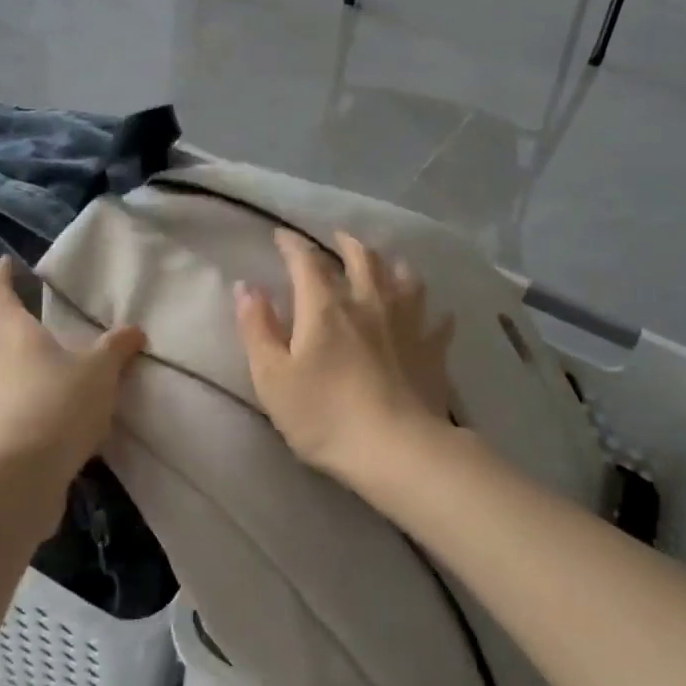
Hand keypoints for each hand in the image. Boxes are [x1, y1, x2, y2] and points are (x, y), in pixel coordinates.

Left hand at [0, 257, 145, 479]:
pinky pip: (30, 417)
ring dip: (46, 379)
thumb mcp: (99, 371)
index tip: (7, 262)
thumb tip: (133, 330)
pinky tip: (80, 427)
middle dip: (35, 336)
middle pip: (10, 342)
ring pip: (21, 382)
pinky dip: (51, 415)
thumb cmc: (55, 406)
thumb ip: (116, 348)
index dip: (1, 276)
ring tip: (83, 383)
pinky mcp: (1, 444)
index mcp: (13, 337)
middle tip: (67, 333)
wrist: (17, 482)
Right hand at [234, 229, 454, 485]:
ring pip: (404, 279)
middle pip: (362, 259)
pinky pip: (438, 323)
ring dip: (393, 266)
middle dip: (347, 244)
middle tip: (339, 238)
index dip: (292, 245)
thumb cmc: (324, 415)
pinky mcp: (431, 350)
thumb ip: (257, 329)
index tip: (282, 235)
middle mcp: (368, 303)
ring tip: (388, 264)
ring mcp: (406, 324)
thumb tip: (247, 287)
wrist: (396, 449)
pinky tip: (437, 315)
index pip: (306, 262)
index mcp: (325, 307)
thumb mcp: (272, 377)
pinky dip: (435, 315)